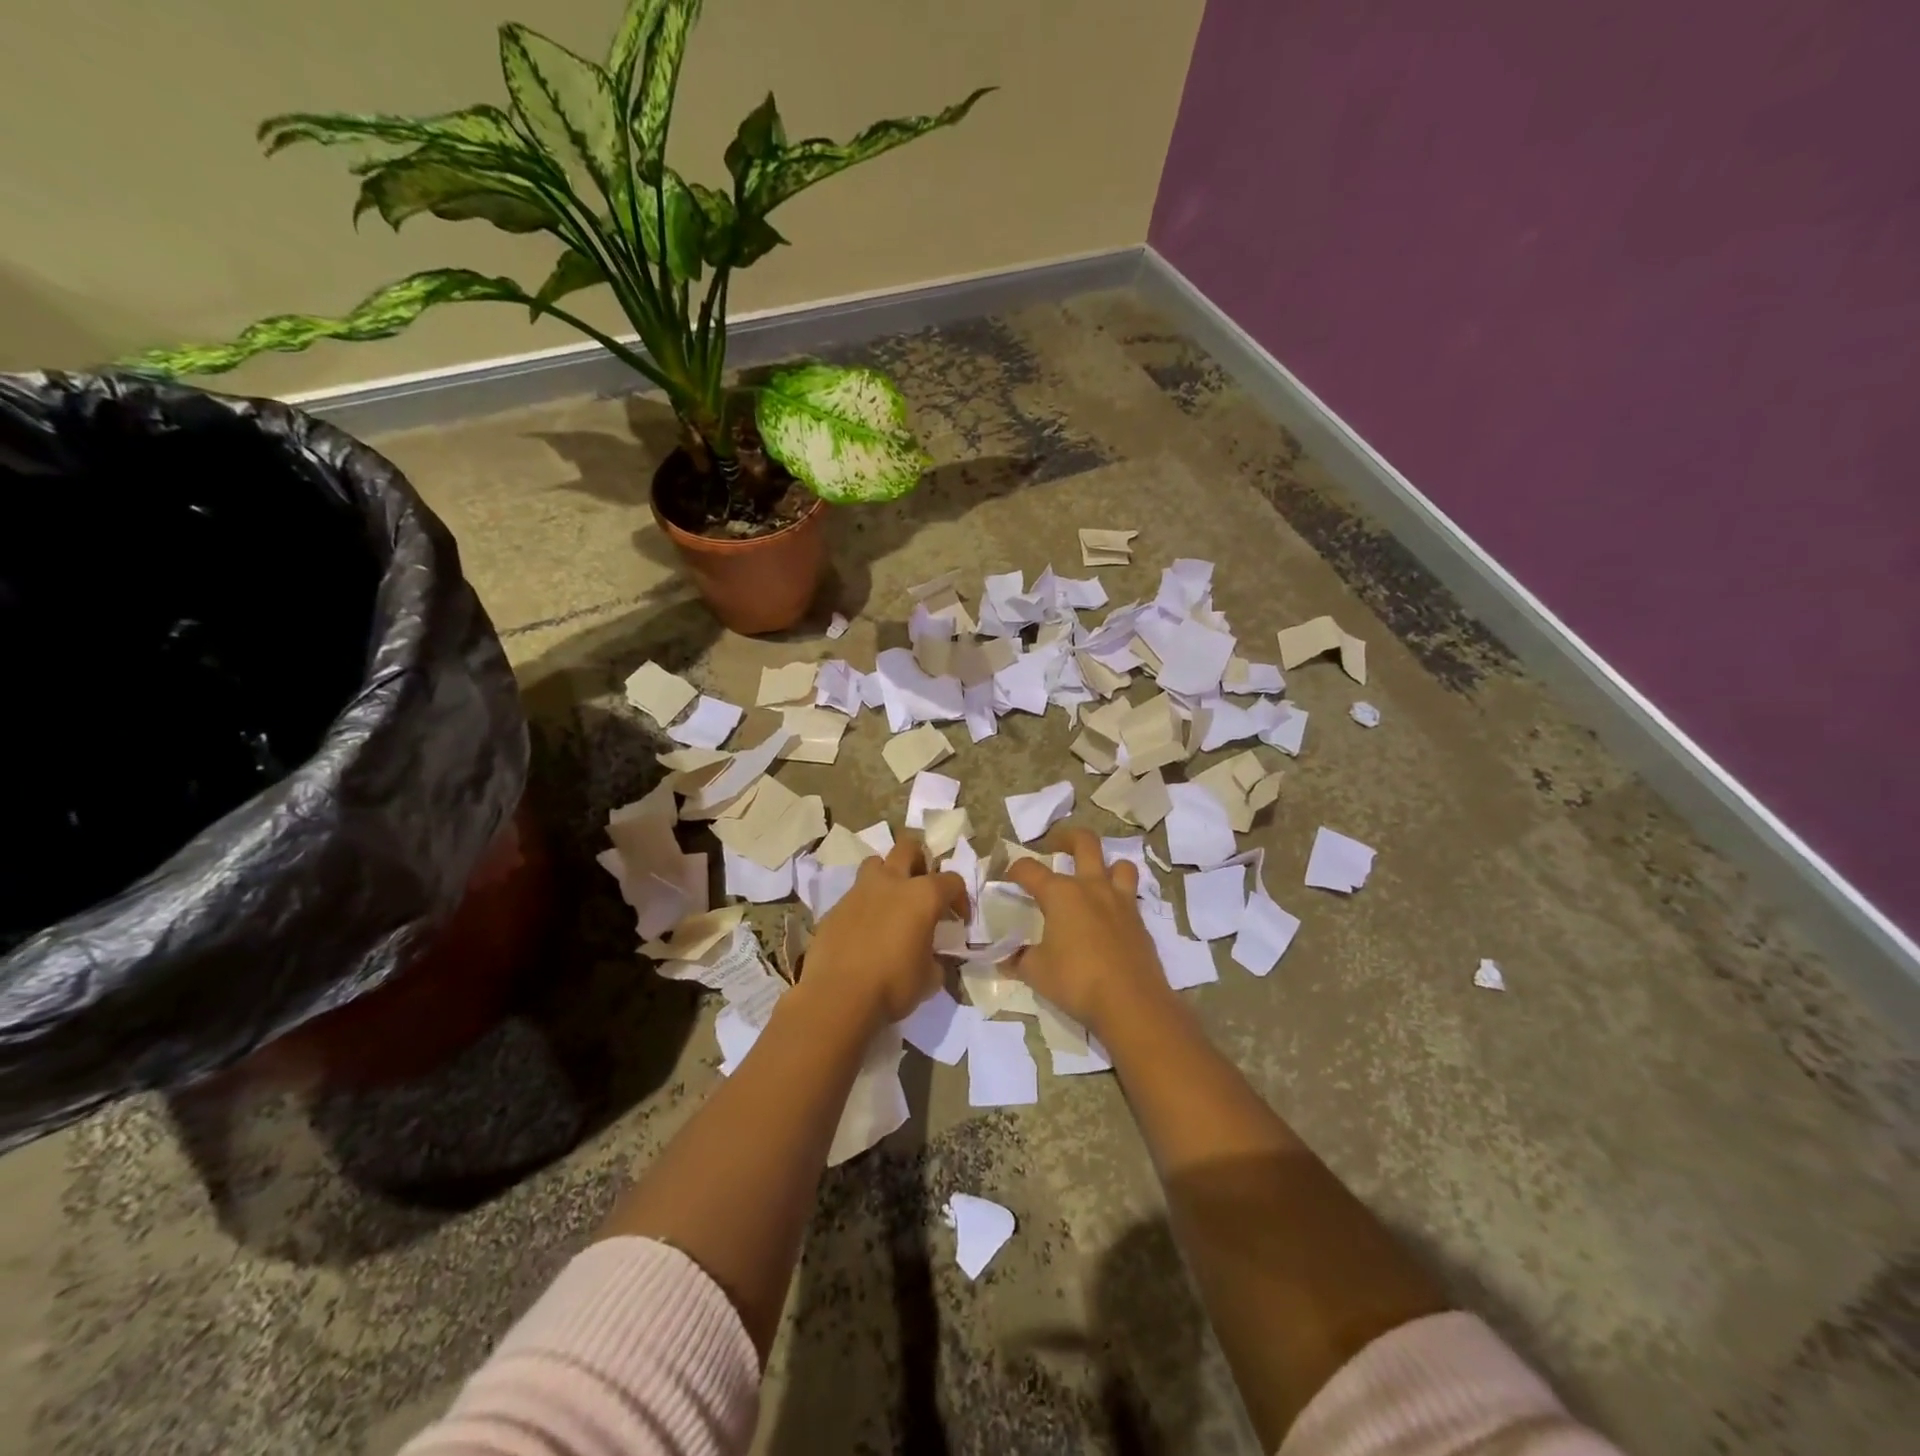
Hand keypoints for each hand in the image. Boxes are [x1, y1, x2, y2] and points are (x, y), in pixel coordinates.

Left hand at [802, 834, 967, 1024]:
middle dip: (919, 862)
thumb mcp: (929, 979)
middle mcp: (891, 883)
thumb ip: (935, 960)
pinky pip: (854, 896)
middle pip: (908, 848)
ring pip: (875, 863)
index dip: (960, 899)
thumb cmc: (893, 985)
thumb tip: (932, 959)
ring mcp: (859, 891)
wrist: (837, 997)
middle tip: (922, 888)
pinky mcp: (835, 908)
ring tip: (890, 902)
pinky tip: (864, 931)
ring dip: (886, 875)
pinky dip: (863, 906)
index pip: (952, 881)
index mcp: (922, 896)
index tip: (959, 920)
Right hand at [1006, 829, 1172, 1034]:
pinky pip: (1130, 895)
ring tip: (1093, 877)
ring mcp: (1120, 902)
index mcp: (1061, 894)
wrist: (1131, 1003)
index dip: (1014, 870)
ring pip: (1119, 864)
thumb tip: (1006, 957)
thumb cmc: (1077, 981)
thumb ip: (1018, 959)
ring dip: (1105, 865)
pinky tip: (1108, 916)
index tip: (1006, 877)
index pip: (1030, 870)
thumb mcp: (1036, 972)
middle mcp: (1092, 888)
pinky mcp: (1139, 921)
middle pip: (1084, 843)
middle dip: (1066, 837)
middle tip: (1055, 846)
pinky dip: (1118, 897)